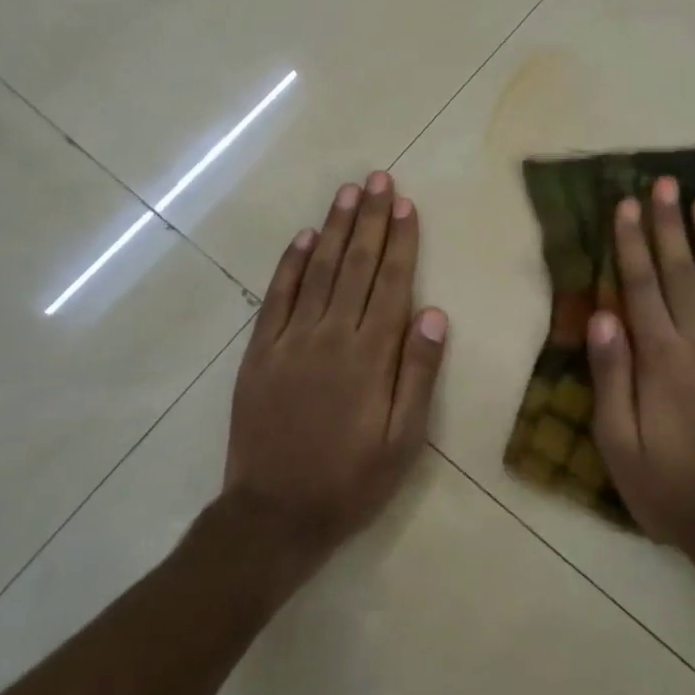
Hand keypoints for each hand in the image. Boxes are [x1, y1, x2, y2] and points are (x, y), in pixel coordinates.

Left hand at [223, 172, 448, 562]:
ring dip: (335, 228)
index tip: (406, 204)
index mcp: (370, 355)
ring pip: (319, 270)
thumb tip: (434, 313)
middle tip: (378, 179)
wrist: (273, 516)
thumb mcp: (403, 441)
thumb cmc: (350, 480)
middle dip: (370, 219)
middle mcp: (331, 335)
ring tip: (348, 192)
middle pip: (356, 264)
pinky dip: (291, 264)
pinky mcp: (260, 352)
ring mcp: (291, 340)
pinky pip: (277, 296)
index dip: (401, 240)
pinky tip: (304, 238)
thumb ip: (418, 373)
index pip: (391, 282)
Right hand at [588, 178, 694, 570]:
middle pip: (682, 274)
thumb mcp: (619, 443)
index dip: (632, 243)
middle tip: (665, 184)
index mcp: (661, 359)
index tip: (626, 204)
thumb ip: (611, 375)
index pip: (642, 287)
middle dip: (671, 225)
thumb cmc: (669, 488)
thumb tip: (602, 314)